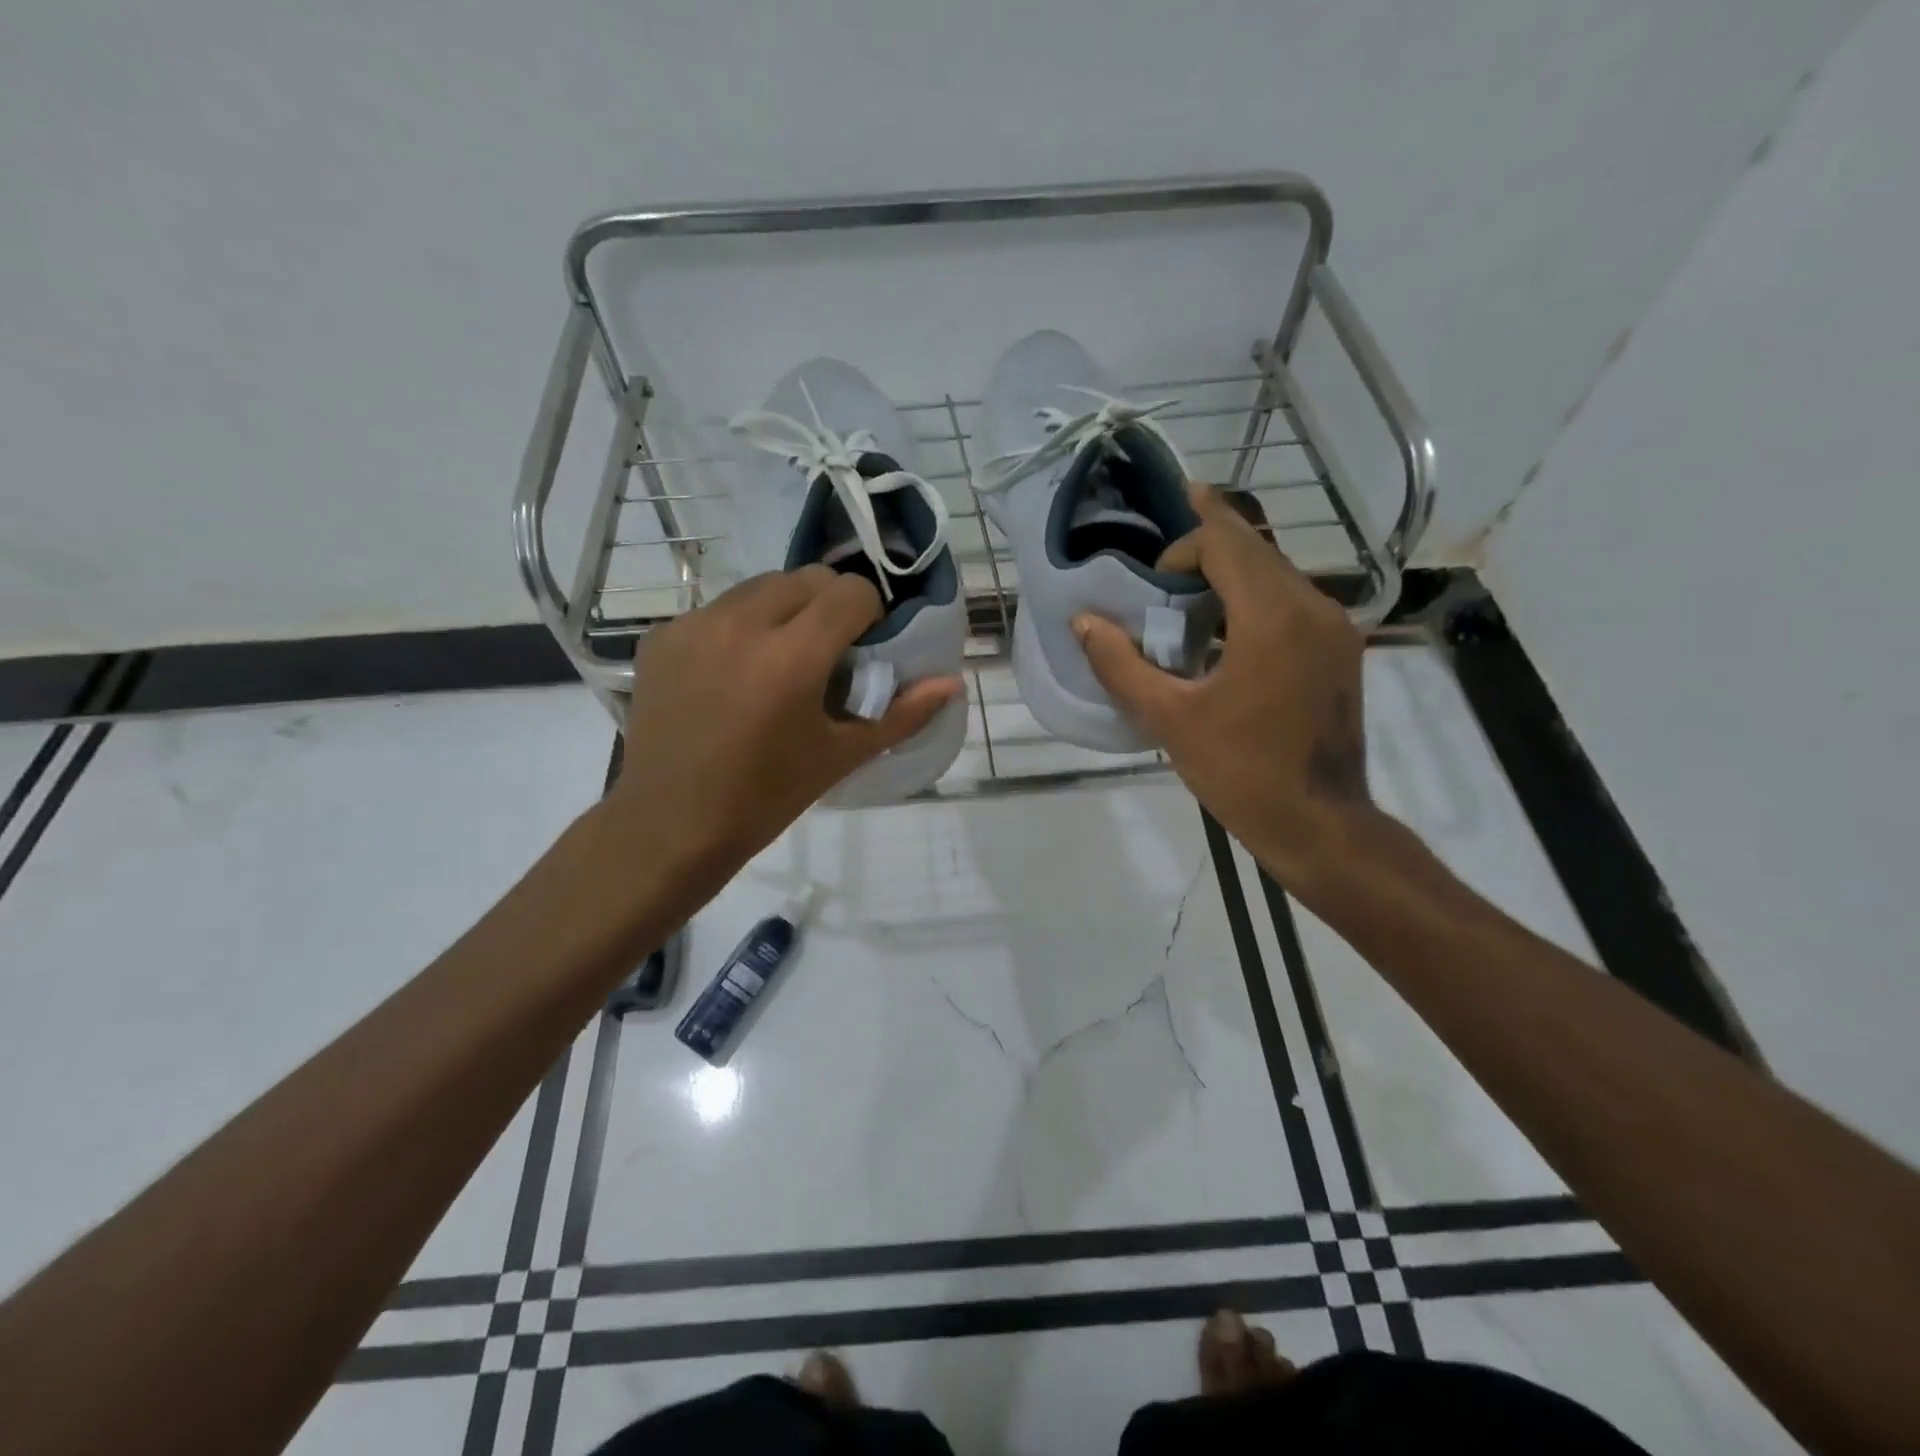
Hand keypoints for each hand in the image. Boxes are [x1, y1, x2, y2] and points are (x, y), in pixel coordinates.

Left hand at [599, 568, 962, 897]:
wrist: (671, 825)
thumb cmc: (767, 797)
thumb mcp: (841, 756)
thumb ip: (902, 714)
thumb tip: (952, 683)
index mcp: (791, 657)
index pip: (851, 591)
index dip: (869, 614)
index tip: (863, 648)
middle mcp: (740, 625)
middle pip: (806, 578)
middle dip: (829, 605)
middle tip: (827, 653)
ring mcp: (693, 626)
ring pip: (759, 587)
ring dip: (784, 610)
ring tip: (779, 660)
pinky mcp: (662, 637)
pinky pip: (717, 610)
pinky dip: (739, 628)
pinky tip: (733, 675)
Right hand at [1073, 482, 1372, 890]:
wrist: (1319, 824)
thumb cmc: (1240, 772)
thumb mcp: (1168, 718)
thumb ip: (1120, 664)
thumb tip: (1083, 621)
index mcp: (1273, 617)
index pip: (1226, 542)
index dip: (1182, 548)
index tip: (1153, 586)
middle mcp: (1314, 607)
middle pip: (1255, 549)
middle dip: (1206, 546)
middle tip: (1162, 559)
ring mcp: (1335, 628)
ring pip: (1276, 573)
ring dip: (1230, 574)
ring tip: (1186, 595)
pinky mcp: (1340, 650)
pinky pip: (1292, 602)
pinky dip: (1253, 599)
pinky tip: (1225, 631)